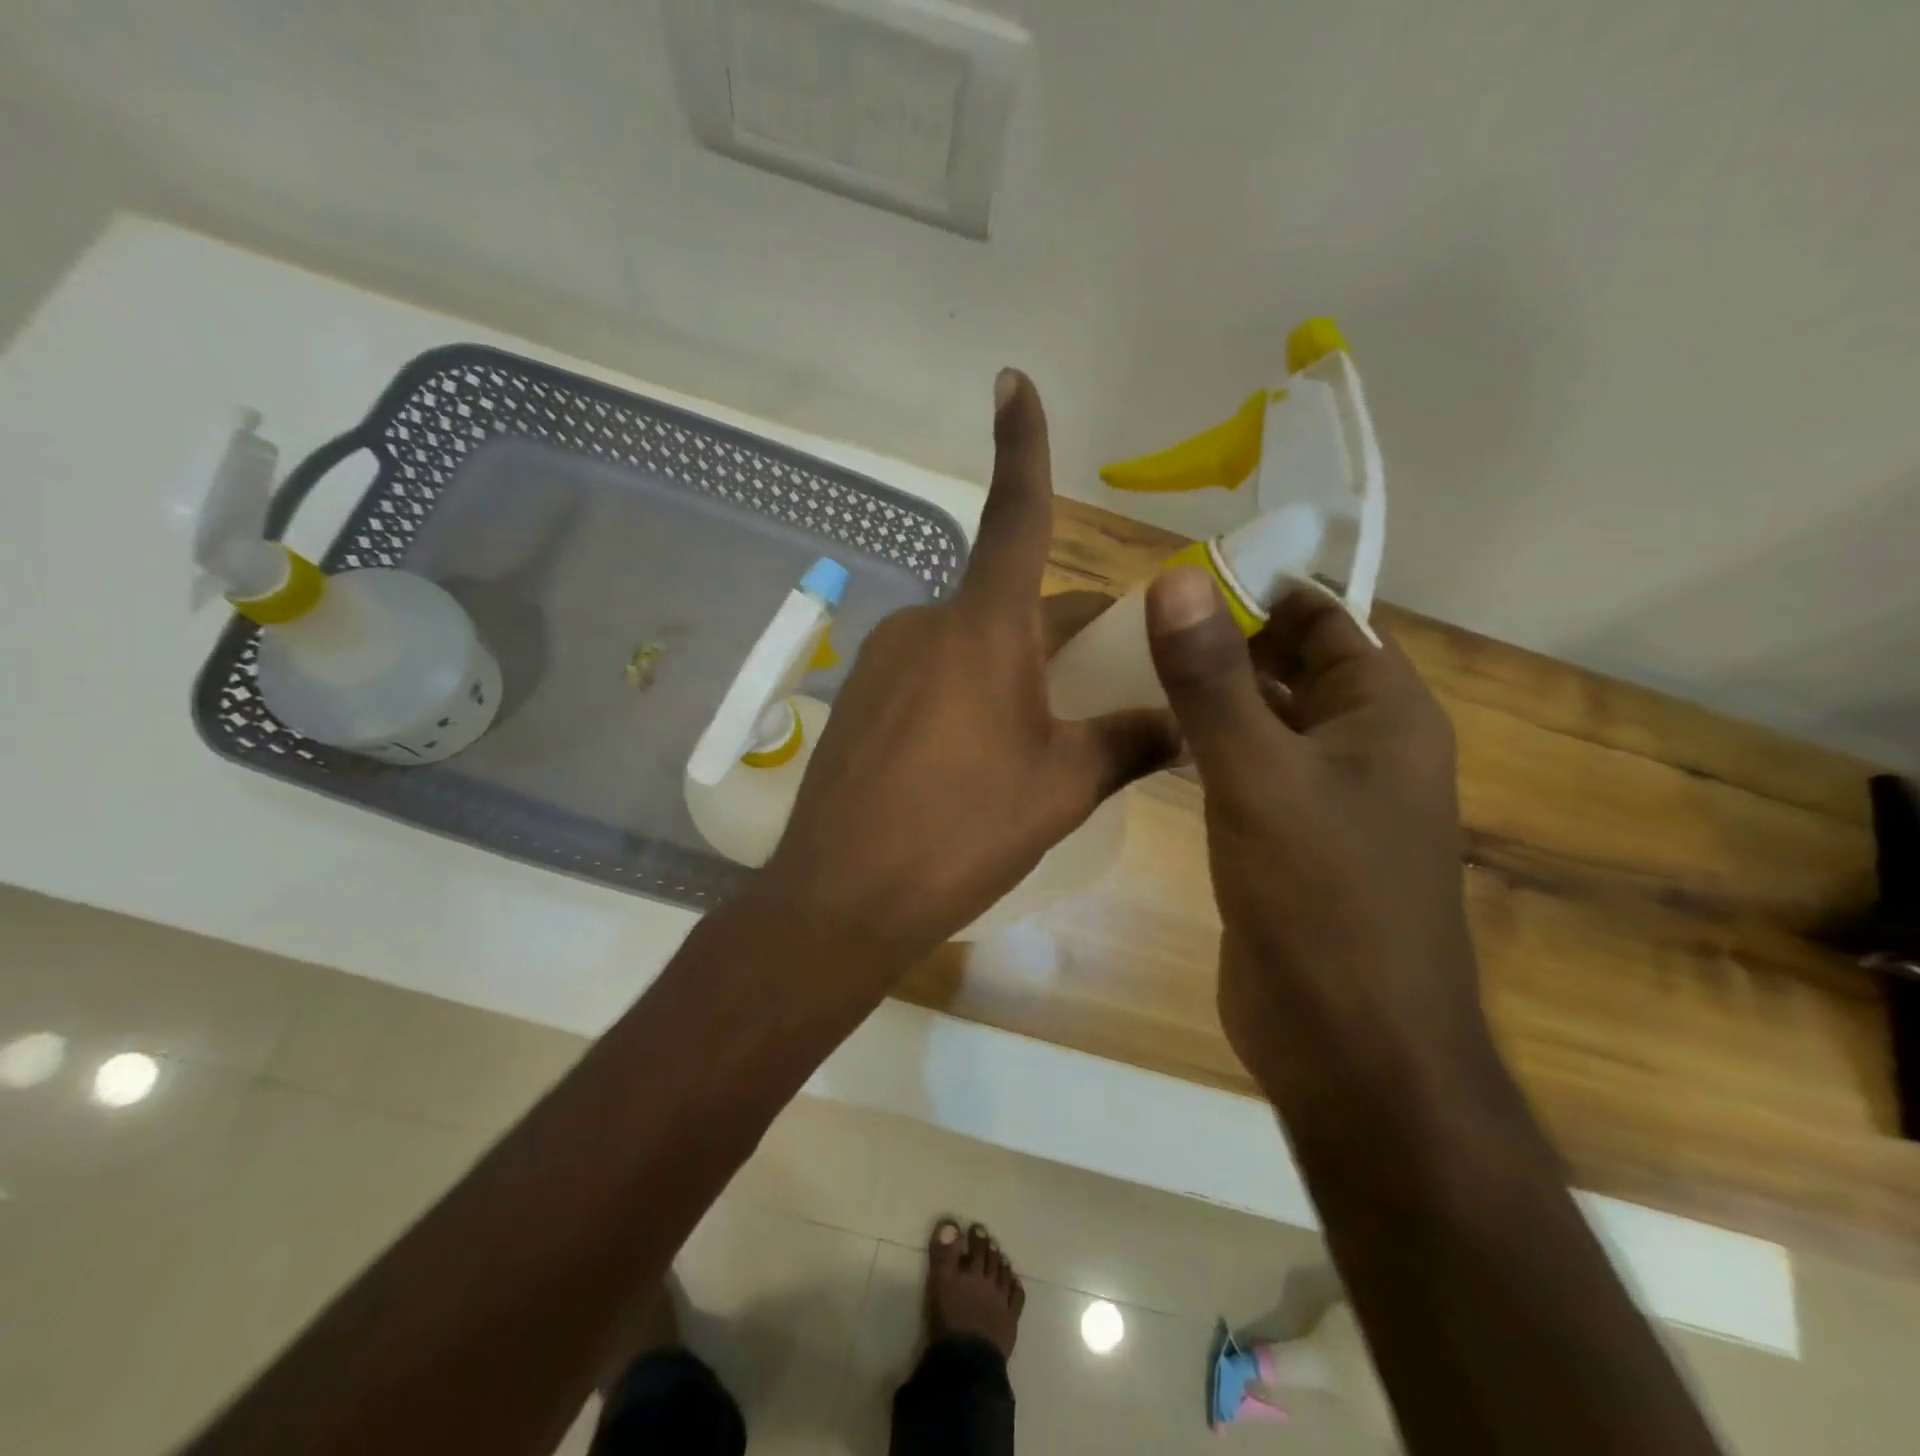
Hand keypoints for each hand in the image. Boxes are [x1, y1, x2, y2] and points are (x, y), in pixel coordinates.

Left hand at [762, 371, 1178, 960]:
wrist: (842, 897)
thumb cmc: (961, 832)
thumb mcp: (1062, 788)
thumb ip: (1129, 743)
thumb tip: (1186, 723)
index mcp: (982, 629)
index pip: (1015, 518)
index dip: (1021, 446)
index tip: (1011, 379)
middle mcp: (926, 626)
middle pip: (1012, 607)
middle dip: (1062, 636)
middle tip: (1109, 690)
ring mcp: (882, 662)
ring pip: (972, 646)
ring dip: (1015, 672)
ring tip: (1042, 743)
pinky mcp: (859, 701)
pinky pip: (933, 678)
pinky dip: (970, 696)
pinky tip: (976, 760)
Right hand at [1144, 568, 1491, 1098]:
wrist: (1350, 1046)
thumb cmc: (1321, 899)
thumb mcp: (1258, 775)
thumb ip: (1211, 679)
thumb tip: (1174, 579)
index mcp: (1383, 713)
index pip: (1320, 615)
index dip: (1255, 588)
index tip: (1172, 577)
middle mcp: (1362, 745)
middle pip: (1288, 664)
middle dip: (1220, 640)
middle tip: (1131, 625)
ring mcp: (1323, 797)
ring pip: (1262, 719)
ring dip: (1207, 695)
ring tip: (1126, 670)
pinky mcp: (1286, 840)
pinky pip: (1245, 770)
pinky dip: (1204, 747)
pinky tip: (1148, 741)